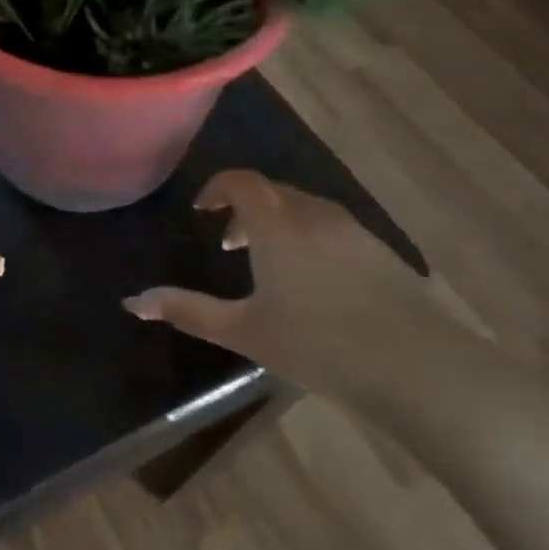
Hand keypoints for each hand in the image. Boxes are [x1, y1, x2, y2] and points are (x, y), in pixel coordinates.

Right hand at [124, 169, 458, 390]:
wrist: (415, 367)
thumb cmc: (316, 345)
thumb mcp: (242, 331)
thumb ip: (186, 310)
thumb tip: (133, 302)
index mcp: (277, 226)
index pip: (242, 182)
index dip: (217, 188)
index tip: (202, 211)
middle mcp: (315, 216)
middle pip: (274, 192)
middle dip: (246, 209)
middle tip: (229, 245)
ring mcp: (354, 231)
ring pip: (306, 209)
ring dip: (279, 223)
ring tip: (269, 264)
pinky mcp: (382, 252)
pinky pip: (333, 228)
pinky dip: (310, 238)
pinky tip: (315, 283)